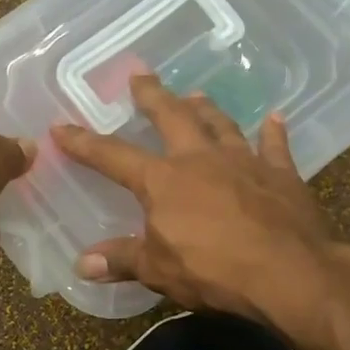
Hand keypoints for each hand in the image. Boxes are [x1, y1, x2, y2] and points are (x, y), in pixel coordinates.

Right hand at [50, 76, 348, 325]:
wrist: (288, 272)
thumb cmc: (213, 271)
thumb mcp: (158, 271)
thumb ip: (121, 260)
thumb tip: (82, 264)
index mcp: (163, 180)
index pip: (113, 156)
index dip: (84, 143)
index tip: (61, 125)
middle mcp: (200, 159)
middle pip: (172, 117)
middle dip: (152, 96)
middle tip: (140, 76)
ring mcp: (244, 161)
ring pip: (220, 123)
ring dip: (206, 108)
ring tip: (195, 94)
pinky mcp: (281, 174)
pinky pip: (275, 146)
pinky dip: (273, 132)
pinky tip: (274, 118)